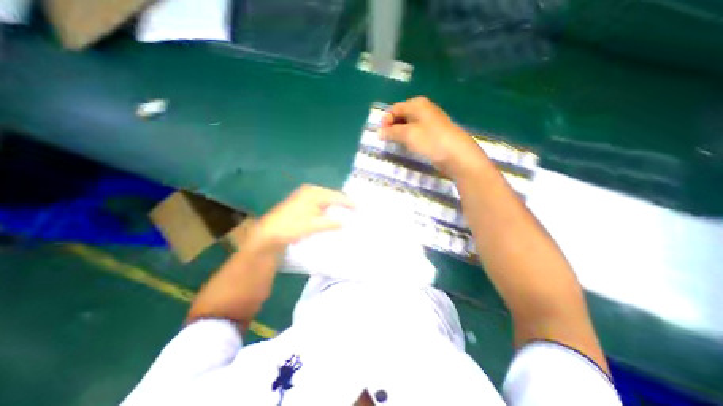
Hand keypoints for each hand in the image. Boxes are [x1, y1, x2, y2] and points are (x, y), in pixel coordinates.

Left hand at [248, 184, 354, 249]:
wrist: (269, 234)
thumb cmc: (291, 227)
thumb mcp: (314, 225)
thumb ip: (332, 223)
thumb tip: (347, 223)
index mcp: (314, 192)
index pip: (336, 196)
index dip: (349, 202)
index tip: (360, 208)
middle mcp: (310, 191)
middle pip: (332, 196)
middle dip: (343, 203)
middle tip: (355, 211)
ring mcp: (305, 196)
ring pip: (327, 200)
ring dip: (336, 206)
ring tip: (348, 212)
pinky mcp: (303, 203)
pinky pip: (321, 204)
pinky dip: (329, 209)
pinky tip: (333, 214)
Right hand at [379, 96, 484, 176]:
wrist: (456, 154)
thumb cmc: (430, 140)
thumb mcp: (407, 134)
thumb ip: (391, 132)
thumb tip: (379, 132)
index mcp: (417, 104)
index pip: (395, 109)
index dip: (386, 121)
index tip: (381, 135)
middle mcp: (423, 109)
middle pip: (402, 116)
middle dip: (392, 128)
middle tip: (388, 141)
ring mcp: (430, 122)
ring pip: (409, 126)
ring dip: (400, 134)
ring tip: (396, 145)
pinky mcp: (433, 133)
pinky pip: (416, 133)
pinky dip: (409, 139)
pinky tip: (409, 147)